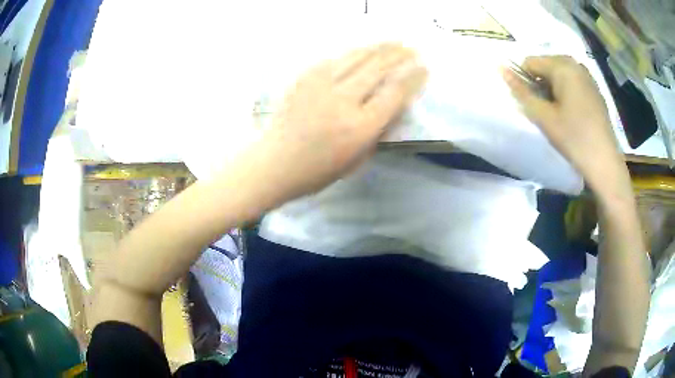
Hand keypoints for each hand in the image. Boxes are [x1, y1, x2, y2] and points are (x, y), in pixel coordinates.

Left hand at [254, 43, 427, 203]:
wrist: (275, 162)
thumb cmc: (319, 170)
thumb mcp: (358, 158)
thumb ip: (378, 130)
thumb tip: (396, 104)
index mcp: (360, 127)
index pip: (394, 93)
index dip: (413, 78)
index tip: (423, 68)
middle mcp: (343, 100)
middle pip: (378, 68)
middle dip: (399, 55)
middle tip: (411, 48)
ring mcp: (321, 85)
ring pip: (356, 57)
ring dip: (378, 48)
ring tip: (393, 42)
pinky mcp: (305, 78)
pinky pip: (334, 59)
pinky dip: (353, 53)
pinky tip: (362, 51)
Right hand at [502, 56, 625, 195]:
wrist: (604, 162)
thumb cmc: (574, 138)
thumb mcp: (543, 116)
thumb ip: (521, 91)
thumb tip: (501, 69)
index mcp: (562, 66)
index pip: (530, 62)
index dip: (526, 82)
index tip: (535, 105)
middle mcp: (575, 64)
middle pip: (545, 66)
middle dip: (541, 85)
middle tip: (547, 111)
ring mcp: (587, 76)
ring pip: (559, 75)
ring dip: (553, 90)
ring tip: (560, 114)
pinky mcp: (594, 89)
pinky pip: (572, 82)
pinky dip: (566, 93)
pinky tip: (573, 114)